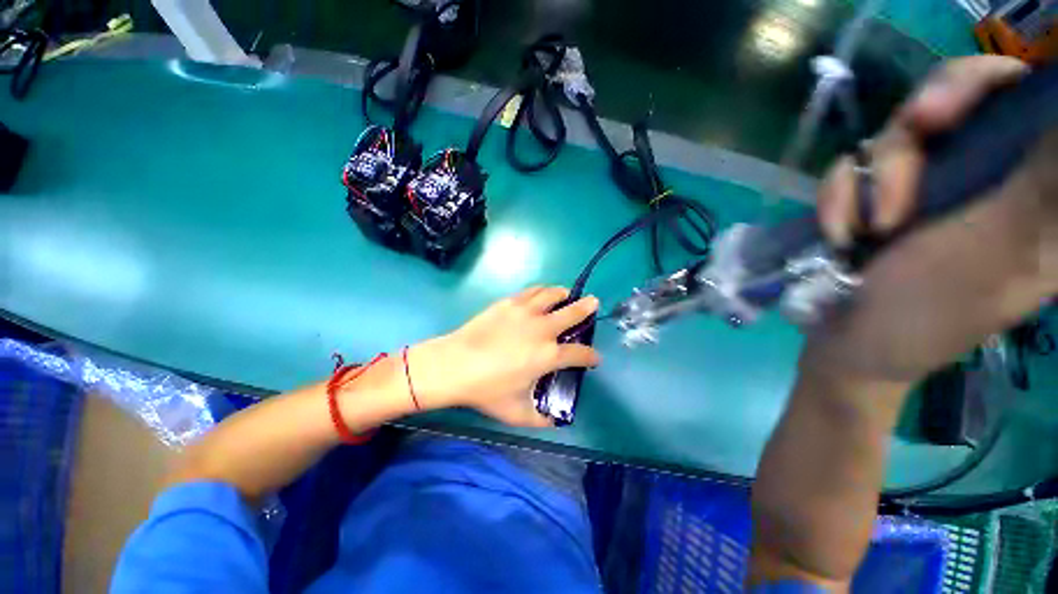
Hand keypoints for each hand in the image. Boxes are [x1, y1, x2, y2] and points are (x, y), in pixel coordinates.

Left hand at [408, 287, 600, 426]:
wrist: (454, 365)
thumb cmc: (486, 390)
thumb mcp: (516, 413)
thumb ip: (539, 419)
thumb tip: (553, 421)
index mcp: (548, 356)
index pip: (580, 353)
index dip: (591, 356)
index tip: (594, 358)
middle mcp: (542, 329)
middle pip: (573, 313)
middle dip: (587, 308)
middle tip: (594, 303)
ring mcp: (525, 312)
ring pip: (552, 295)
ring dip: (564, 294)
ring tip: (567, 294)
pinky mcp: (509, 303)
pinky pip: (532, 291)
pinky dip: (542, 291)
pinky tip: (542, 294)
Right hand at [804, 56, 1056, 390]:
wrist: (848, 341)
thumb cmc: (927, 311)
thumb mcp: (998, 249)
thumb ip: (1046, 185)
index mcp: (1033, 189)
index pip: (1023, 99)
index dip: (984, 83)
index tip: (943, 110)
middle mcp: (984, 175)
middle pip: (953, 100)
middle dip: (916, 126)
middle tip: (903, 145)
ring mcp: (927, 186)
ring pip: (895, 134)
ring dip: (868, 179)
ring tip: (865, 229)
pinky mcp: (879, 199)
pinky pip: (852, 167)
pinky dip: (839, 196)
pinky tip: (841, 231)